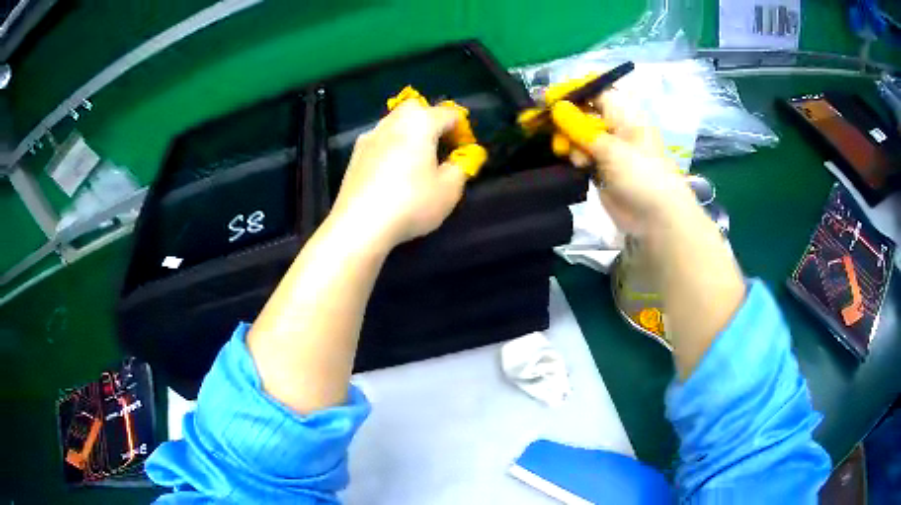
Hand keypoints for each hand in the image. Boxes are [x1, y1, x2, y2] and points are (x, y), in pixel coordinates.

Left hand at [329, 100, 472, 248]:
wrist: (360, 224)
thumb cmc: (411, 203)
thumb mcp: (449, 190)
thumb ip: (461, 167)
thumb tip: (460, 158)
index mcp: (420, 123)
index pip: (449, 113)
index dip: (462, 130)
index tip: (464, 153)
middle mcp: (393, 122)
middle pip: (417, 109)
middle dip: (432, 121)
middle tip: (439, 148)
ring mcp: (370, 136)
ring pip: (395, 122)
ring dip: (409, 133)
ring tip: (416, 160)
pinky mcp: (355, 154)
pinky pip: (380, 140)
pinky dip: (391, 146)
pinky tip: (392, 171)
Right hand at [550, 90, 695, 235]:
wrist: (656, 218)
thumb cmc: (640, 175)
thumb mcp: (610, 148)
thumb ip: (580, 127)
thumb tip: (556, 107)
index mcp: (625, 114)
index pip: (595, 91)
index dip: (572, 92)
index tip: (547, 99)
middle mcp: (616, 127)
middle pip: (583, 112)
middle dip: (563, 118)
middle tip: (539, 125)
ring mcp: (609, 148)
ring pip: (579, 134)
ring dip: (569, 140)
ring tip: (564, 152)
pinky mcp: (602, 168)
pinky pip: (582, 154)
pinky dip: (575, 156)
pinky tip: (577, 164)